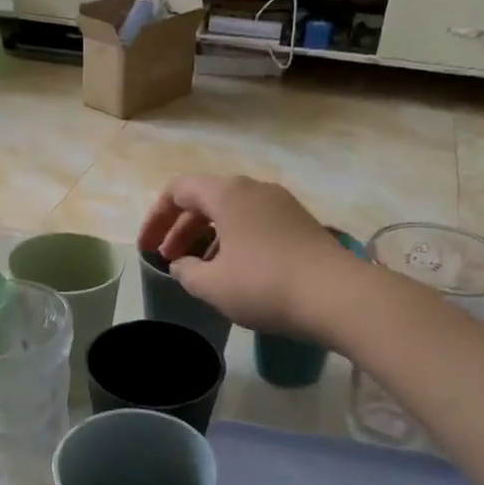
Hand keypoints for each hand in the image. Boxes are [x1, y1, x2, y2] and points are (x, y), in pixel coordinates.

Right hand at [136, 175, 355, 336]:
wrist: (337, 295)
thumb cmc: (264, 285)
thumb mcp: (212, 285)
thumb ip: (186, 272)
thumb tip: (181, 264)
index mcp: (228, 193)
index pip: (178, 189)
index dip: (156, 217)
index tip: (146, 248)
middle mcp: (254, 189)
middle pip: (205, 198)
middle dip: (180, 228)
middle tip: (167, 259)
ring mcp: (281, 204)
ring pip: (232, 212)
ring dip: (207, 236)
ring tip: (198, 268)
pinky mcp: (299, 223)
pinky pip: (254, 223)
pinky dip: (233, 240)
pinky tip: (233, 270)